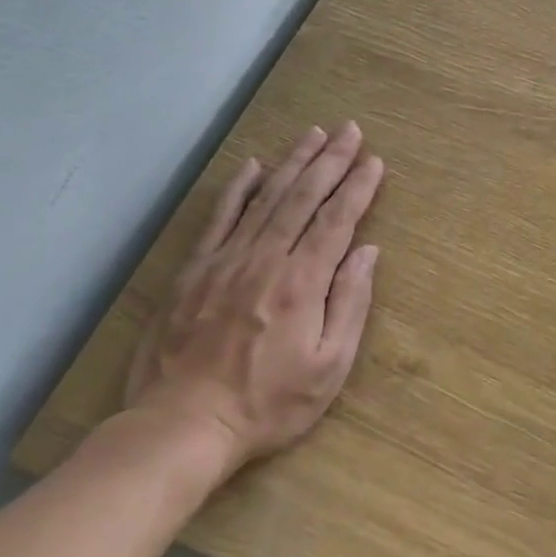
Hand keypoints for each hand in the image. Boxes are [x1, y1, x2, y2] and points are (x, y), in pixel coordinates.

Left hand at [124, 122, 383, 476]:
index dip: (358, 187)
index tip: (374, 160)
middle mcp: (266, 259)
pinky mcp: (194, 271)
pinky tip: (253, 165)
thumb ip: (350, 304)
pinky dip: (238, 188)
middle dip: (331, 161)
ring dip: (293, 162)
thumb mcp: (329, 367)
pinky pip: (220, 218)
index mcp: (302, 283)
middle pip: (303, 197)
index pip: (337, 220)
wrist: (181, 426)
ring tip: (315, 134)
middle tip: (350, 130)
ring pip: (266, 198)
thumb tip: (367, 253)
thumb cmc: (268, 403)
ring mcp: (226, 261)